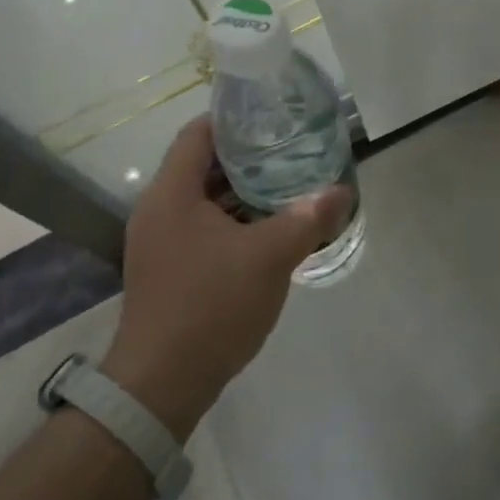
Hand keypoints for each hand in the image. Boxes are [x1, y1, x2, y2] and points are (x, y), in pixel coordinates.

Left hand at [104, 116, 352, 437]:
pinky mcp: (165, 269)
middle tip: (289, 151)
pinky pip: (199, 228)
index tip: (271, 116)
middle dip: (245, 157)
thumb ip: (308, 218)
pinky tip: (265, 232)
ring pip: (202, 200)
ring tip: (285, 186)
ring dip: (240, 193)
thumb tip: (342, 192)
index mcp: (172, 193)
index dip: (234, 118)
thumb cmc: (212, 305)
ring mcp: (158, 242)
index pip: (199, 133)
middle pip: (201, 165)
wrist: (162, 383)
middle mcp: (157, 209)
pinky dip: (230, 222)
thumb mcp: (270, 257)